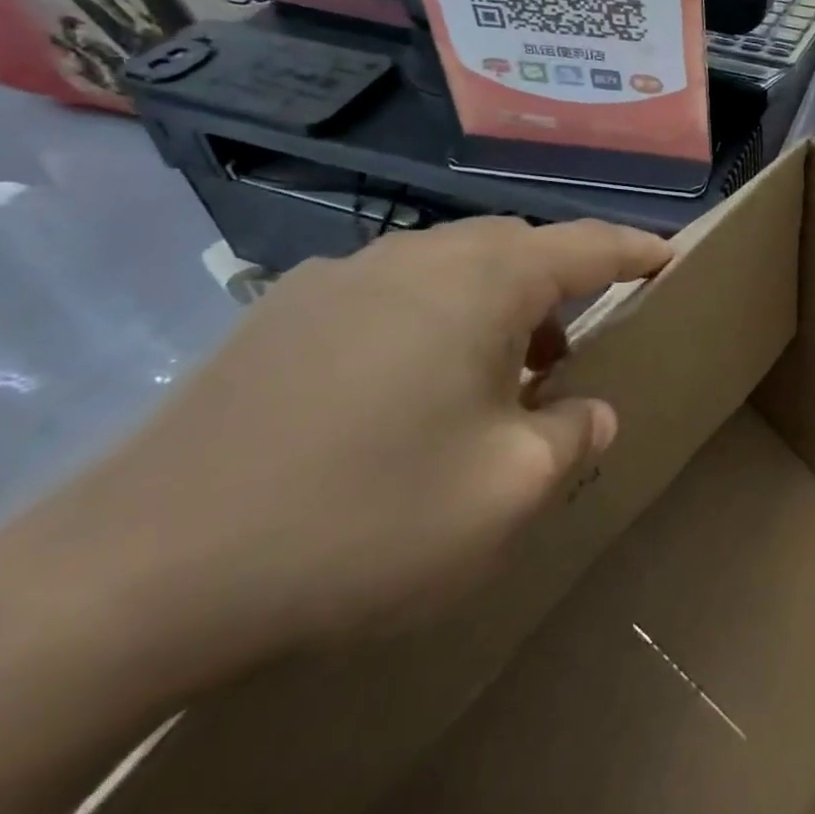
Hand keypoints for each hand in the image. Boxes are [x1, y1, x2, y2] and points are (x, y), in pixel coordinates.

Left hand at [37, 216, 671, 668]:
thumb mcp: (507, 491)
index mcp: (482, 282)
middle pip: (516, 250)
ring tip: (493, 382)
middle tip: (573, 351)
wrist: (143, 568)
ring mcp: (340, 276)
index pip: (586, 246)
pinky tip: (403, 395)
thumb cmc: (365, 517)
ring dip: (492, 309)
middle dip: (560, 288)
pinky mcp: (282, 312)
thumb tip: (589, 410)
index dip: (637, 251)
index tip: (672, 257)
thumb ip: (570, 436)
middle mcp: (416, 256)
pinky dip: (429, 324)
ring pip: (450, 270)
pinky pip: (390, 295)